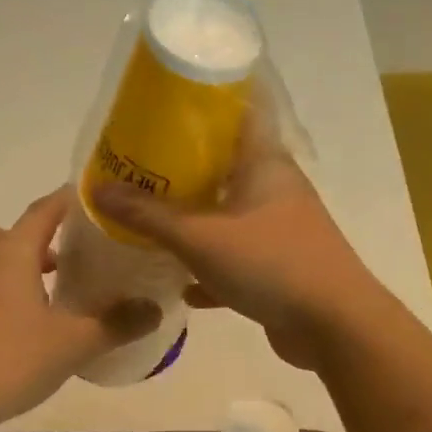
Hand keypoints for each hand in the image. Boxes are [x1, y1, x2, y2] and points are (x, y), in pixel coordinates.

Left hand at [0, 188, 159, 429]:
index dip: (69, 201)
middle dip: (34, 238)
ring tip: (49, 295)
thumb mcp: (72, 344)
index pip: (43, 210)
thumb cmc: (8, 360)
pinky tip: (23, 327)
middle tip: (63, 259)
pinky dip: (0, 293)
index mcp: (11, 254)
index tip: (93, 198)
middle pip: (4, 231)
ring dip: (15, 267)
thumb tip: (155, 309)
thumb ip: (116, 324)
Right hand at [92, 121, 384, 368]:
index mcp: (265, 163)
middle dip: (182, 170)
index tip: (161, 107)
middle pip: (224, 167)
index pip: (237, 113)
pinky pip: (236, 259)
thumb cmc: (271, 263)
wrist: (334, 326)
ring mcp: (279, 230)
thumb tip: (97, 189)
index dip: (201, 105)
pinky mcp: (279, 267)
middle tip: (137, 168)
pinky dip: (210, 267)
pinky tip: (180, 284)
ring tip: (149, 220)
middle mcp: (275, 189)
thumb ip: (149, 216)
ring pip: (228, 216)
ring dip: (194, 221)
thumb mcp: (201, 237)